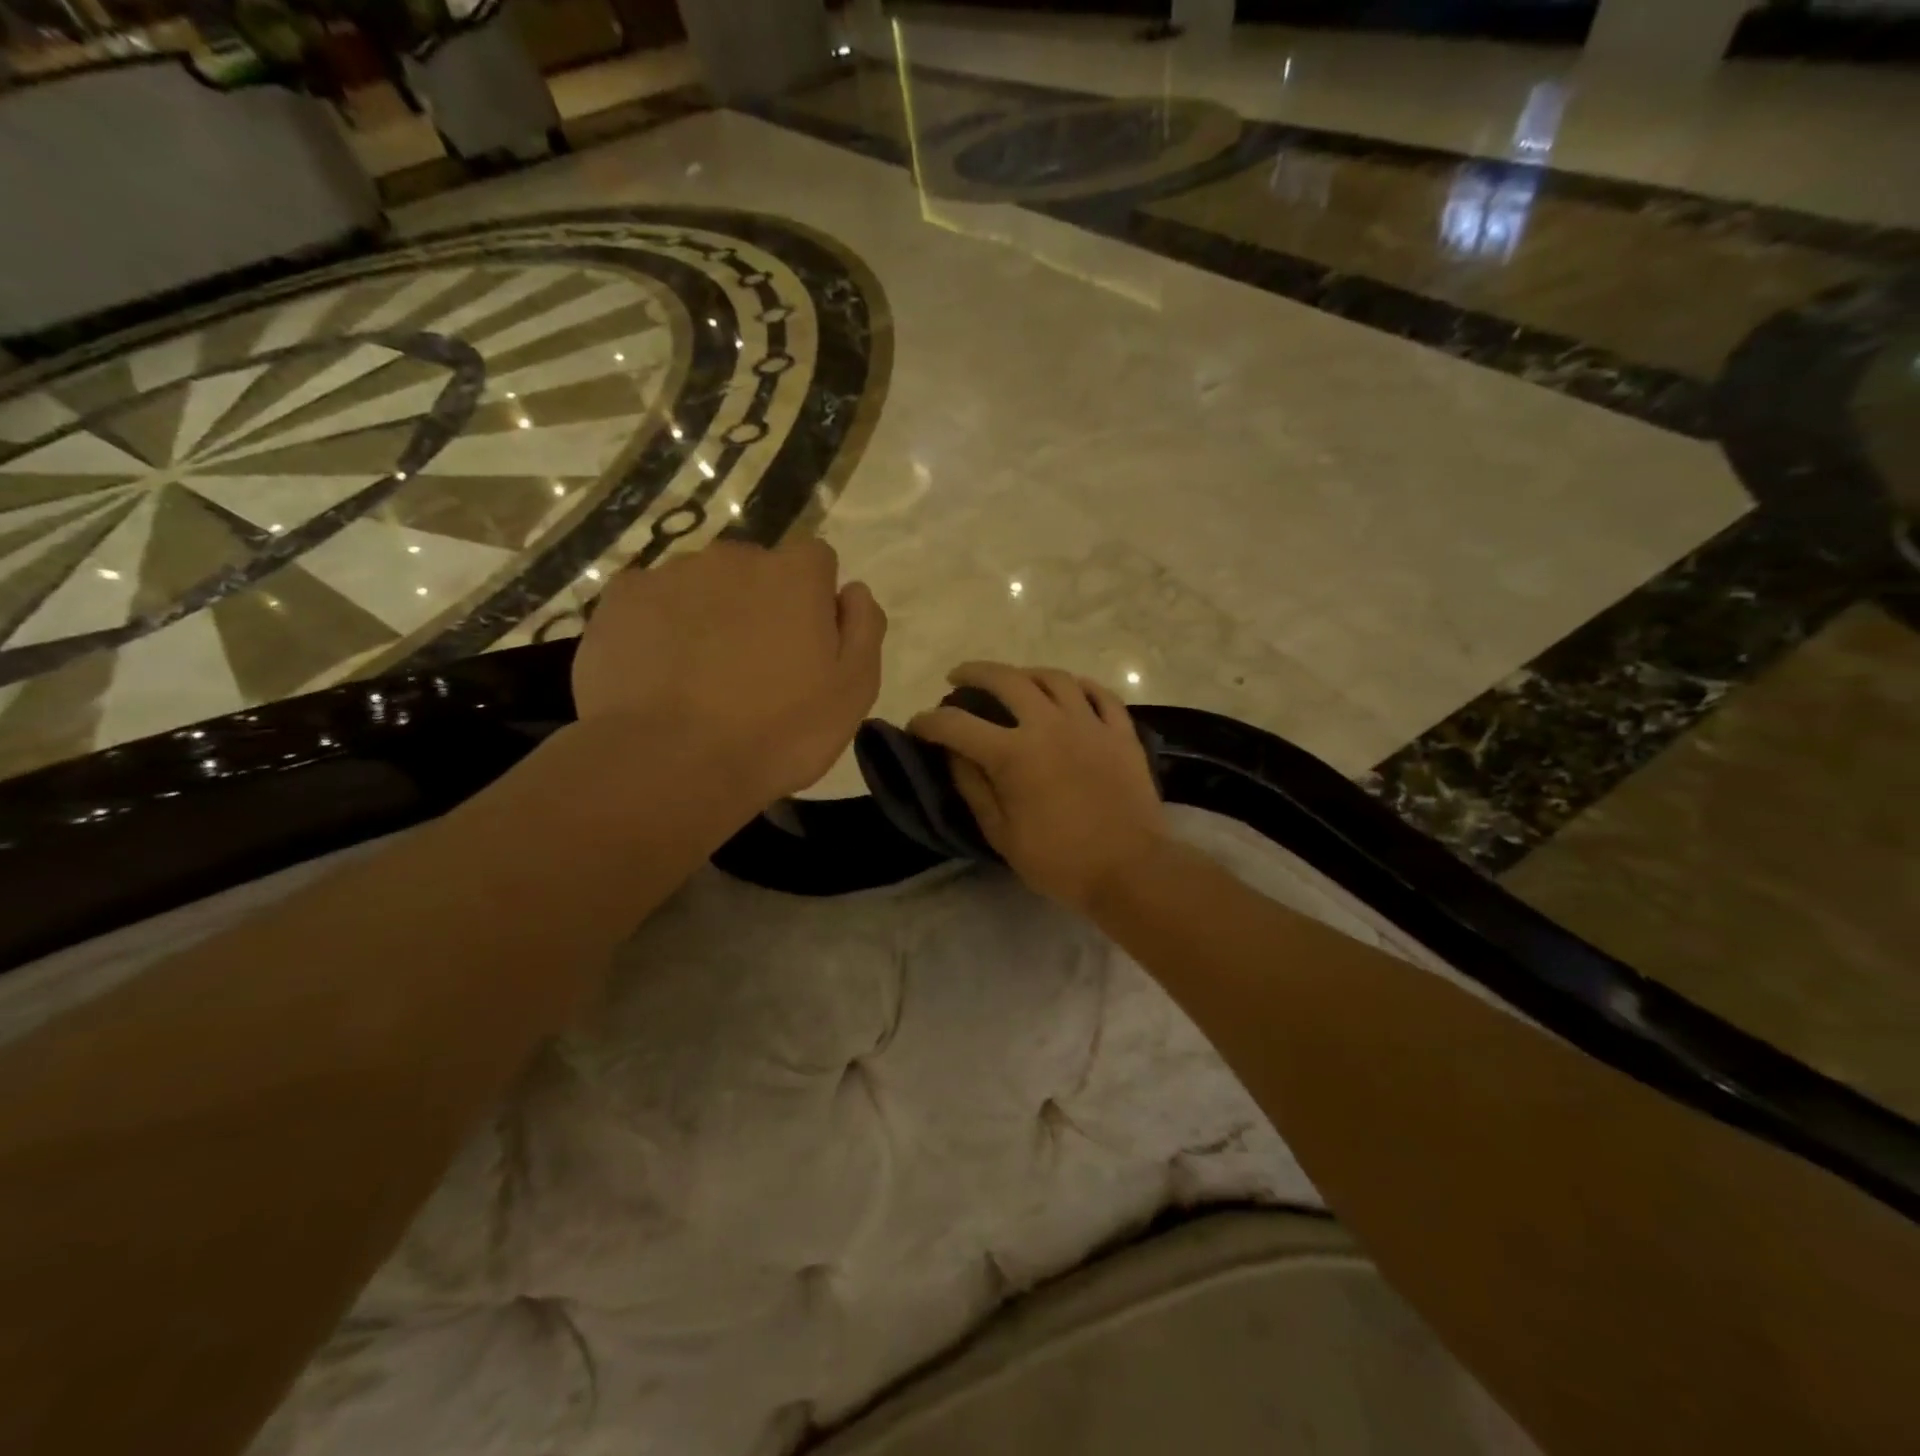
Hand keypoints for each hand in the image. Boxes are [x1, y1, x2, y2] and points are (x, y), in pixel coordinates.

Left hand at [572, 540, 885, 804]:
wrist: (671, 764)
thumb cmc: (779, 732)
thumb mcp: (853, 691)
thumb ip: (863, 628)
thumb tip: (853, 591)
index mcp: (794, 575)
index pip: (816, 560)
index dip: (815, 600)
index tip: (807, 645)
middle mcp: (733, 558)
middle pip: (756, 570)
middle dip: (759, 605)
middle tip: (754, 669)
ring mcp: (671, 574)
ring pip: (701, 586)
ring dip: (709, 616)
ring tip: (701, 678)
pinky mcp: (620, 599)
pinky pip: (651, 603)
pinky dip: (659, 628)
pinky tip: (659, 674)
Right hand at [909, 663, 1166, 911]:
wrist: (1131, 869)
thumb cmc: (1060, 860)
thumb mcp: (1002, 834)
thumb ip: (974, 788)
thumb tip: (954, 754)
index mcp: (1013, 753)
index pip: (957, 725)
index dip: (929, 721)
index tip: (917, 725)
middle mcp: (1049, 724)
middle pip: (1006, 679)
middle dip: (974, 673)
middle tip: (958, 679)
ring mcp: (1089, 723)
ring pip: (1054, 677)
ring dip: (1025, 673)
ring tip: (1013, 680)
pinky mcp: (1121, 732)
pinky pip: (1099, 694)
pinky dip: (1078, 686)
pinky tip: (1069, 690)